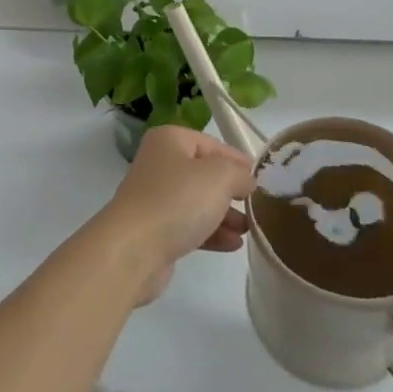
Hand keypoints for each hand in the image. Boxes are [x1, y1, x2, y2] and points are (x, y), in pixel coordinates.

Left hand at [100, 125, 254, 303]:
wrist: (132, 251)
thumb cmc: (177, 201)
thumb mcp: (219, 176)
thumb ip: (239, 173)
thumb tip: (246, 180)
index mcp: (170, 140)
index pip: (212, 144)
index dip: (237, 160)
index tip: (260, 178)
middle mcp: (160, 164)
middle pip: (204, 174)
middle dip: (231, 191)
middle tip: (255, 206)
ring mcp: (155, 198)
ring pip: (198, 202)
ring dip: (224, 214)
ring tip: (249, 229)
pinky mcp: (155, 230)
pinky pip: (190, 225)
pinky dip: (211, 232)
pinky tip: (233, 245)